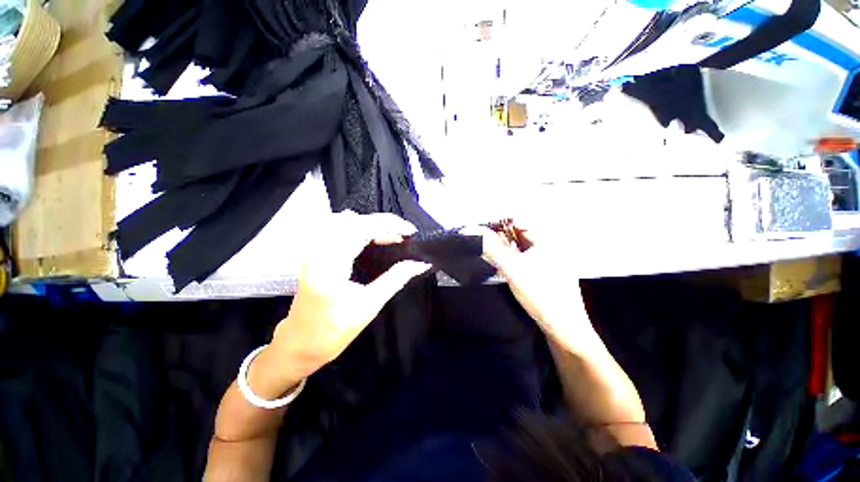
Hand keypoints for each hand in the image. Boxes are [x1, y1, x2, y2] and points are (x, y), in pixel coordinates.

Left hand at [264, 212, 431, 389]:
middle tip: (404, 234)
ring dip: (372, 225)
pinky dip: (361, 229)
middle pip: (353, 220)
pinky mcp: (316, 253)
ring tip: (393, 235)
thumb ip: (396, 279)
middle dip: (383, 223)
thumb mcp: (369, 305)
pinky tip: (374, 237)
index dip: (389, 224)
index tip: (411, 232)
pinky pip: (340, 229)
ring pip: (346, 221)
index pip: (361, 228)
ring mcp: (314, 250)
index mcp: (329, 264)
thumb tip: (420, 264)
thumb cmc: (333, 331)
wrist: (300, 344)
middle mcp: (318, 250)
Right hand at [472, 226, 596, 351]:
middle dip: (500, 234)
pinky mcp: (543, 273)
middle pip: (520, 234)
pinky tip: (499, 261)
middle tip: (480, 238)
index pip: (520, 222)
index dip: (499, 222)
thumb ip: (493, 249)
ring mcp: (547, 260)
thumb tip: (473, 231)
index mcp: (547, 241)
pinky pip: (523, 258)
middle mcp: (549, 247)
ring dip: (503, 246)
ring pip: (520, 247)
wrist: (563, 328)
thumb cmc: (541, 295)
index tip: (480, 226)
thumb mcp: (513, 269)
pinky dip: (510, 257)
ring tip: (485, 247)